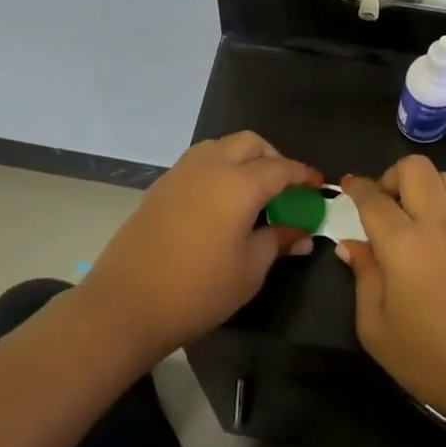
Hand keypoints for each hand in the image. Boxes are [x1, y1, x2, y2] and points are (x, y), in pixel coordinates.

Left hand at [83, 133, 320, 363]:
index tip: (318, 186)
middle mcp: (210, 166)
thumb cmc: (198, 289)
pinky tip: (220, 201)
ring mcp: (180, 173)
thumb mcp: (250, 269)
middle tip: (284, 188)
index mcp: (239, 183)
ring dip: (242, 157)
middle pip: (249, 143)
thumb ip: (277, 241)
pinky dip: (217, 168)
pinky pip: (198, 161)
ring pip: (220, 145)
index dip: (303, 175)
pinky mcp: (160, 186)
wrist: (127, 303)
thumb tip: (301, 233)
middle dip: (272, 157)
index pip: (281, 168)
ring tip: (252, 191)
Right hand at [338, 157, 445, 444]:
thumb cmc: (431, 359)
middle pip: (415, 167)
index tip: (346, 185)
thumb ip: (363, 277)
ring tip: (410, 216)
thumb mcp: (377, 328)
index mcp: (404, 243)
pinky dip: (445, 200)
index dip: (356, 187)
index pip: (373, 198)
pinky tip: (436, 232)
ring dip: (422, 185)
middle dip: (391, 176)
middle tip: (381, 205)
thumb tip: (352, 245)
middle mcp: (438, 223)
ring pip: (445, 176)